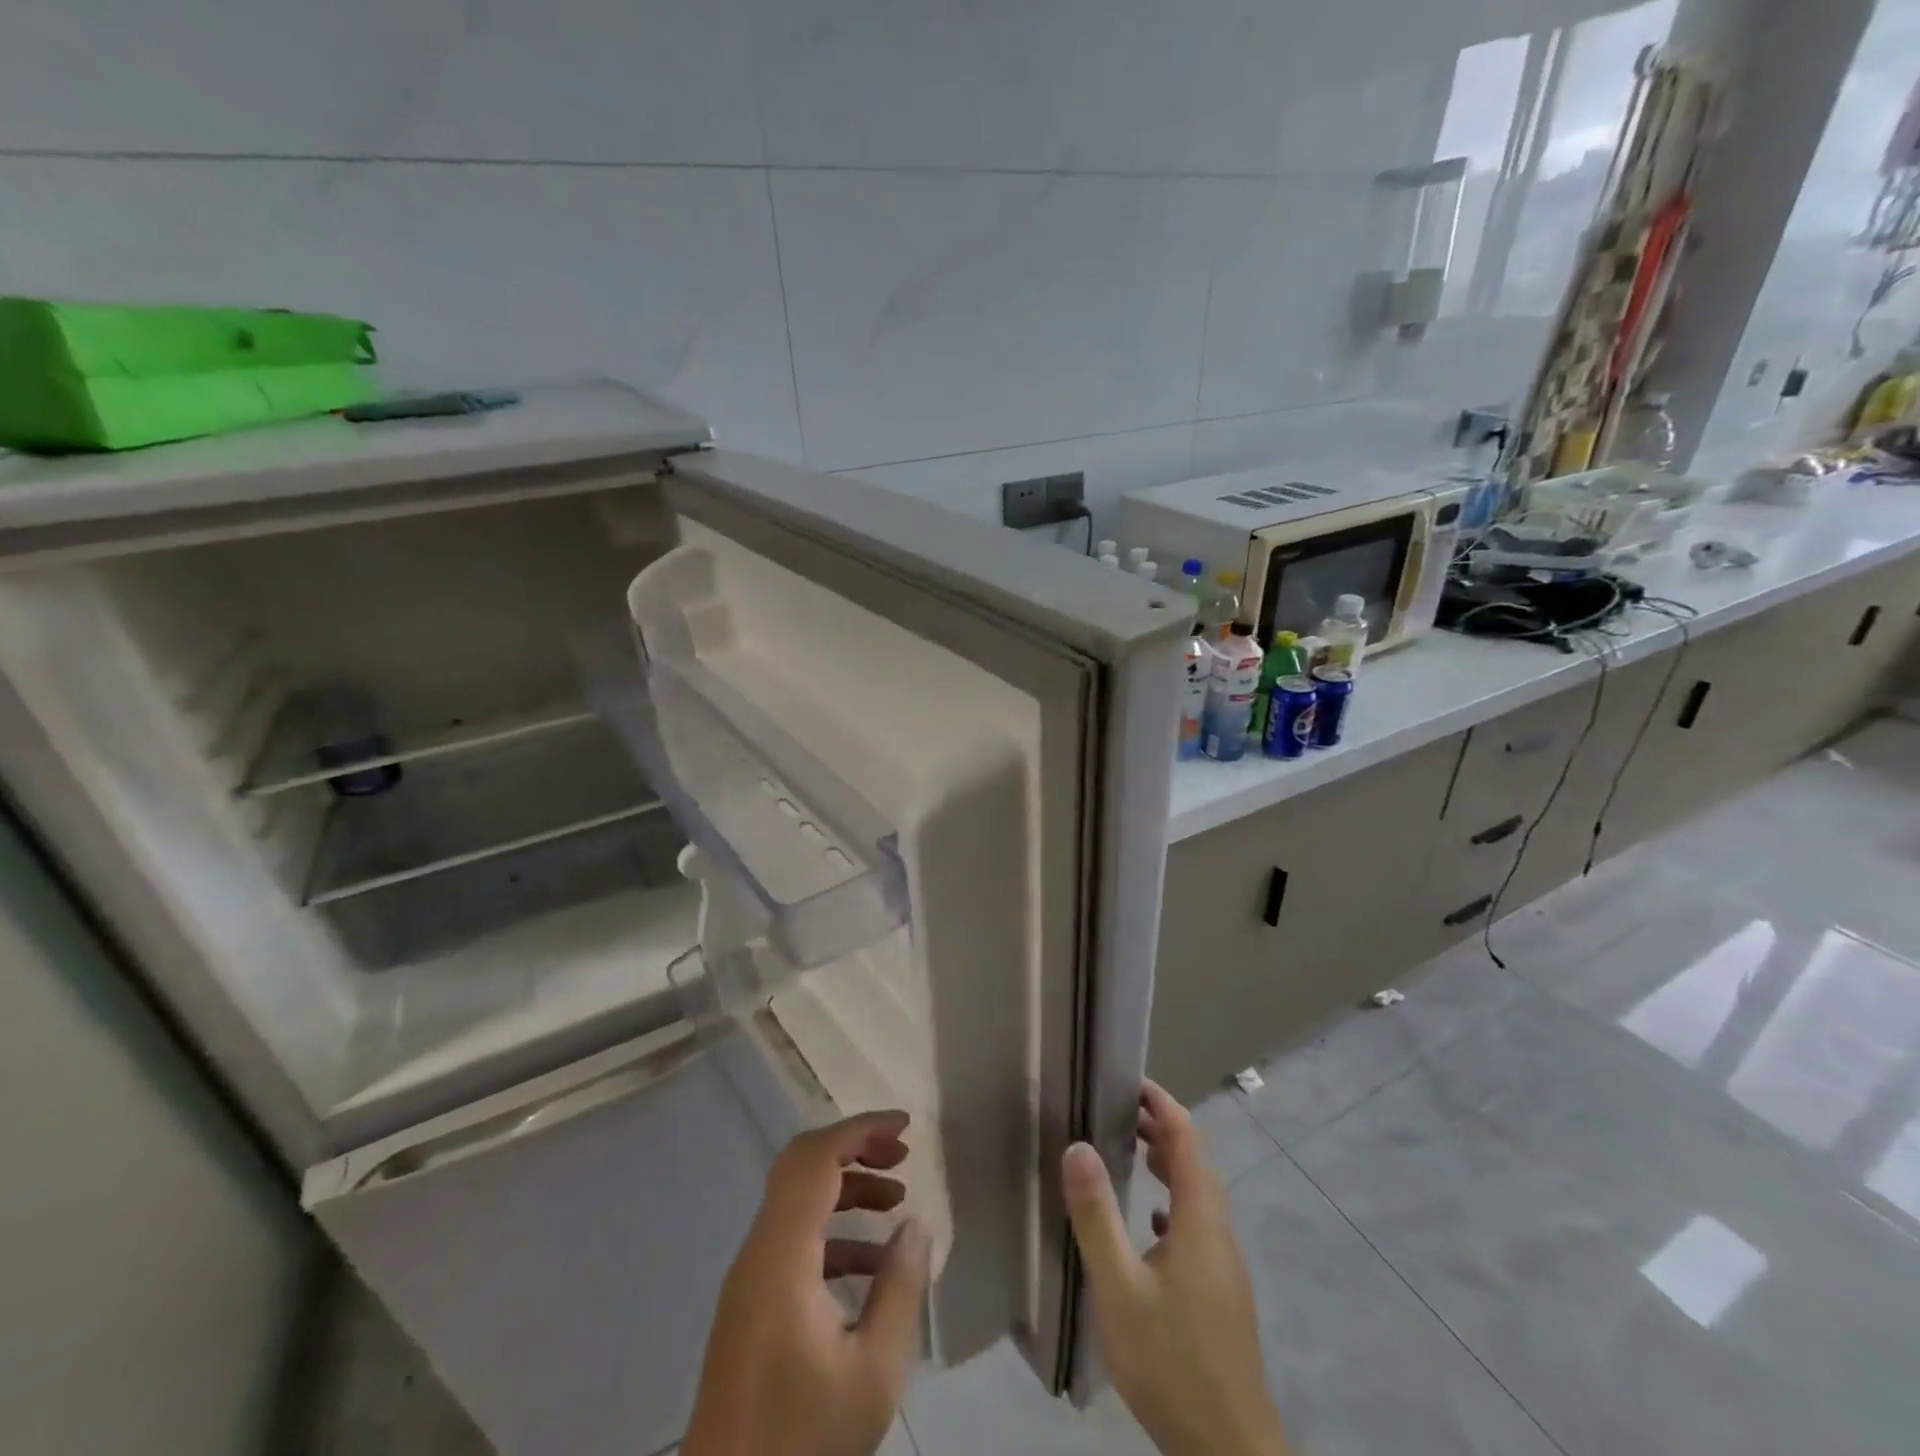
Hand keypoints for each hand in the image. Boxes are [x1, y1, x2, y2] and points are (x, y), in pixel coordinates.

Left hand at [682, 1110, 931, 1455]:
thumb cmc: (802, 1442)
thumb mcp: (873, 1372)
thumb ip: (899, 1287)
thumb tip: (916, 1223)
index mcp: (781, 1256)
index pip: (817, 1158)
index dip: (861, 1130)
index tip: (906, 1128)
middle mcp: (757, 1252)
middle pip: (801, 1166)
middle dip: (854, 1148)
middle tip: (902, 1156)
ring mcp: (749, 1279)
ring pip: (796, 1201)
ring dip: (846, 1189)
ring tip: (896, 1202)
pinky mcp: (749, 1305)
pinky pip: (792, 1240)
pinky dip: (833, 1232)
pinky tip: (871, 1266)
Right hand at [1063, 1082, 1287, 1455]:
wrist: (1229, 1452)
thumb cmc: (1171, 1362)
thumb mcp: (1120, 1288)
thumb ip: (1097, 1215)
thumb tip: (1078, 1145)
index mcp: (1200, 1220)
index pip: (1188, 1138)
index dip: (1163, 1104)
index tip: (1130, 1082)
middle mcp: (1219, 1232)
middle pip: (1196, 1162)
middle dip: (1163, 1128)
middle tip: (1120, 1111)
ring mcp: (1225, 1266)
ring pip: (1199, 1195)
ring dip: (1170, 1164)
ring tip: (1131, 1151)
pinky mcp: (1222, 1294)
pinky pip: (1199, 1226)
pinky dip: (1175, 1204)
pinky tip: (1152, 1225)